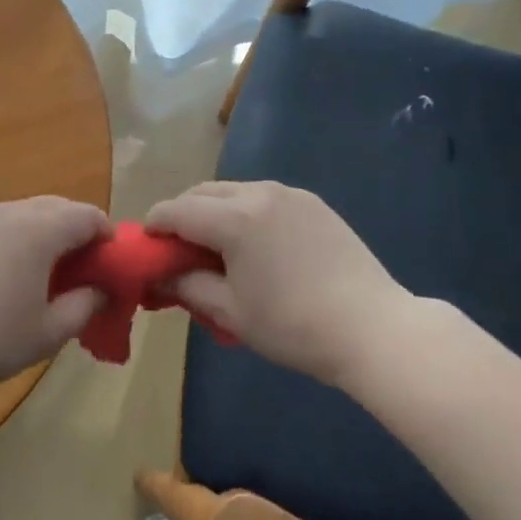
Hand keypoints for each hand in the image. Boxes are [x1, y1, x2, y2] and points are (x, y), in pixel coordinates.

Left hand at [0, 197, 109, 398]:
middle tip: (79, 266)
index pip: (87, 216)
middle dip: (74, 229)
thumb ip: (83, 308)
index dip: (106, 235)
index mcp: (40, 230)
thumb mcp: (46, 334)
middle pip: (55, 206)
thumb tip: (100, 291)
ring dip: (40, 232)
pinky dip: (7, 239)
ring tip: (38, 271)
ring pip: (20, 213)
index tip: (110, 262)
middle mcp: (9, 212)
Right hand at [146, 181, 406, 386]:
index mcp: (233, 218)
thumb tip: (158, 277)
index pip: (176, 210)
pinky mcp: (312, 202)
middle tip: (179, 248)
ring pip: (233, 191)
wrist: (373, 328)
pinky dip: (245, 211)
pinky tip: (256, 244)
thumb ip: (186, 287)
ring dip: (214, 210)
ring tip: (217, 246)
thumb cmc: (293, 326)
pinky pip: (263, 197)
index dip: (154, 226)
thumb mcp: (231, 312)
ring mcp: (289, 193)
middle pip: (202, 192)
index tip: (147, 246)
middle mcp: (257, 192)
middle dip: (182, 214)